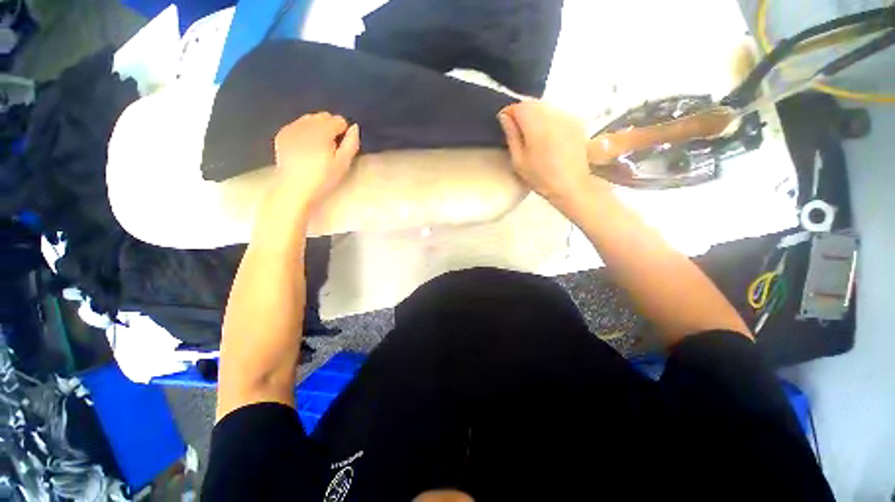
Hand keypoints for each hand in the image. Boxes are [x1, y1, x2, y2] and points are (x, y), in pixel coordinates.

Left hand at [272, 112, 359, 208]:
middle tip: (331, 146)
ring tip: (319, 146)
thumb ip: (351, 144)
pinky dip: (304, 131)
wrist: (294, 188)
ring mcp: (292, 128)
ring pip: (309, 119)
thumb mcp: (343, 164)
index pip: (338, 120)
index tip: (342, 145)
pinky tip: (305, 147)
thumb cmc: (323, 178)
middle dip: (330, 127)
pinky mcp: (282, 134)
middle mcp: (306, 124)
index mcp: (323, 131)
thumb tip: (354, 127)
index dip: (344, 131)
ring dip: (317, 128)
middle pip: (323, 116)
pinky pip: (297, 125)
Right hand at [497, 102, 602, 209]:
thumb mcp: (519, 160)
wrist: (572, 186)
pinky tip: (546, 135)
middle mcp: (553, 114)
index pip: (519, 106)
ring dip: (534, 115)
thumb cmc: (541, 177)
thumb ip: (512, 135)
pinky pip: (556, 113)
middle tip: (515, 130)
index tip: (504, 123)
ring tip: (530, 133)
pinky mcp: (576, 122)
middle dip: (521, 113)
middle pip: (532, 103)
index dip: (508, 113)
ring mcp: (567, 116)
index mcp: (537, 125)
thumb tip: (504, 116)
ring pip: (545, 107)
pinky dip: (547, 119)